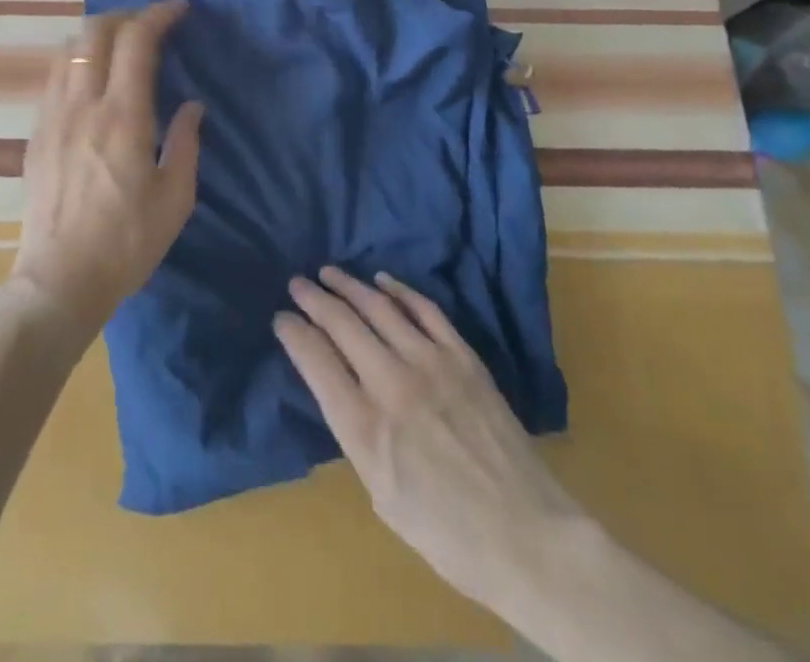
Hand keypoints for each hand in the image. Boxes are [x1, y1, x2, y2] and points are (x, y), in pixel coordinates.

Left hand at [8, 0, 204, 342]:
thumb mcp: (175, 199)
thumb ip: (185, 143)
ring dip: (97, 34)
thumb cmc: (126, 243)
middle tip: (151, 22)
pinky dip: (77, 59)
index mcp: (122, 117)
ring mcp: (52, 116)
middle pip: (95, 31)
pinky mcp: (36, 133)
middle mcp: (82, 104)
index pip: (136, 41)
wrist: (58, 280)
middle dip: (126, 14)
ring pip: (69, 49)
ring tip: (120, 44)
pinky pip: (55, 76)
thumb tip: (191, 106)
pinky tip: (91, 79)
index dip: (158, 15)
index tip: (179, 9)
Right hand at [276, 267, 584, 613]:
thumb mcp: (381, 495)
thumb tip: (336, 388)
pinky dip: (399, 290)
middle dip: (312, 298)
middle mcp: (392, 384)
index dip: (292, 332)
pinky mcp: (463, 357)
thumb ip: (354, 434)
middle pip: (341, 322)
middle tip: (296, 284)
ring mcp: (431, 363)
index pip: (315, 359)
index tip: (281, 318)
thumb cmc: (447, 533)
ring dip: (348, 285)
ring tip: (329, 273)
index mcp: (365, 427)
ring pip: (378, 306)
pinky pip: (424, 309)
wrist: (528, 537)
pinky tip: (382, 281)